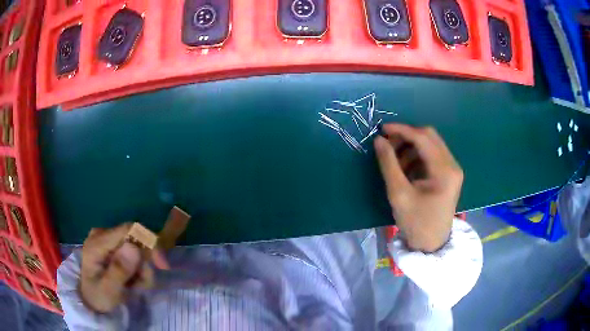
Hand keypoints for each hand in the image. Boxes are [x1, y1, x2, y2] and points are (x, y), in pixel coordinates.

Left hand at [80, 223, 168, 312]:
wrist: (90, 301)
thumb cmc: (98, 297)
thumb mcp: (108, 290)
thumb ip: (119, 270)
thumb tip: (134, 247)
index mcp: (97, 242)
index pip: (129, 230)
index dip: (149, 243)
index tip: (162, 265)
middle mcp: (102, 234)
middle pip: (135, 239)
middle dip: (145, 263)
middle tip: (143, 284)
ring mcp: (107, 239)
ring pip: (137, 248)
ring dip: (142, 269)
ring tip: (135, 287)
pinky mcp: (112, 246)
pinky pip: (134, 252)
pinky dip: (138, 269)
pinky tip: (132, 281)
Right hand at [374, 124, 462, 251]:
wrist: (431, 244)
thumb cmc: (416, 223)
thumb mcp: (399, 194)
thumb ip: (388, 164)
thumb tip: (379, 140)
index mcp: (445, 170)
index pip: (423, 138)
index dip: (402, 130)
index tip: (382, 129)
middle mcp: (452, 165)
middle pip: (429, 137)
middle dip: (406, 137)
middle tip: (387, 144)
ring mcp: (452, 169)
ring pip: (431, 144)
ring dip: (411, 147)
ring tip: (395, 161)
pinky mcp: (449, 174)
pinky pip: (432, 155)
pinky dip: (417, 156)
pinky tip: (405, 169)